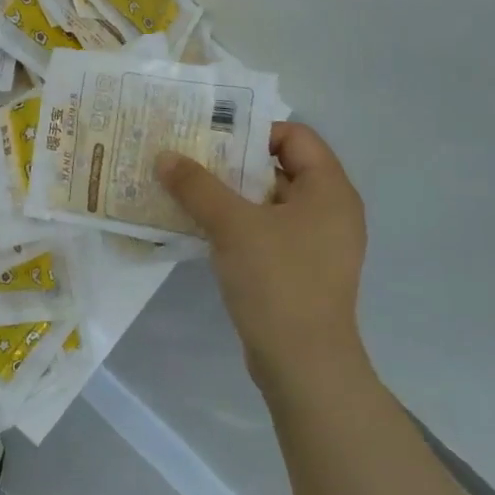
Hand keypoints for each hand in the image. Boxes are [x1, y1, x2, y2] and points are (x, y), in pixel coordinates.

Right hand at [157, 123, 367, 392]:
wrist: (303, 365)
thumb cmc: (277, 281)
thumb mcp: (232, 225)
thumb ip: (197, 186)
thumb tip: (164, 156)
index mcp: (329, 190)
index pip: (294, 136)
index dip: (253, 129)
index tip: (210, 135)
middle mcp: (329, 211)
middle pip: (278, 167)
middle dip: (231, 161)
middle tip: (187, 157)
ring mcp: (316, 243)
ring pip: (268, 202)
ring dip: (228, 194)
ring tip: (184, 189)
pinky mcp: (300, 270)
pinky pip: (266, 231)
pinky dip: (236, 224)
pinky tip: (200, 227)